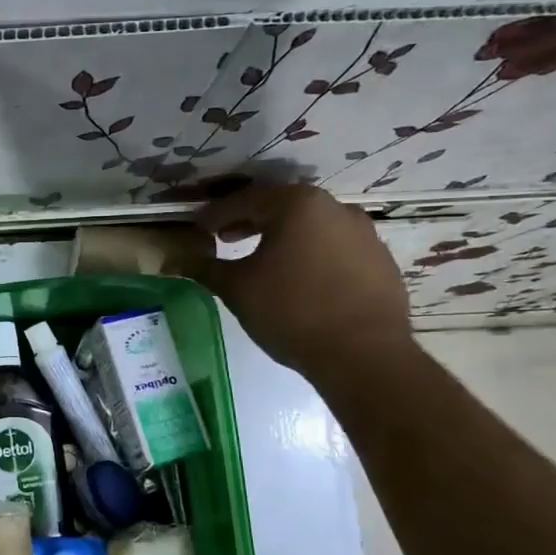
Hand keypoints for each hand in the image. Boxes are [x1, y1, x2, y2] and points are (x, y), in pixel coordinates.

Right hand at [191, 184, 412, 383]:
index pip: (246, 200)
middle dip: (250, 222)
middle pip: (282, 207)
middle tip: (225, 239)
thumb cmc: (291, 311)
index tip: (198, 229)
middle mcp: (335, 208)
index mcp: (297, 205)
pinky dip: (311, 255)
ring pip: (311, 227)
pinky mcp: (381, 261)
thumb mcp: (236, 288)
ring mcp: (364, 234)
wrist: (363, 354)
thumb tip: (174, 259)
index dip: (216, 214)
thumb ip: (204, 267)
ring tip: (262, 262)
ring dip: (282, 238)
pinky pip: (335, 249)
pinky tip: (299, 281)